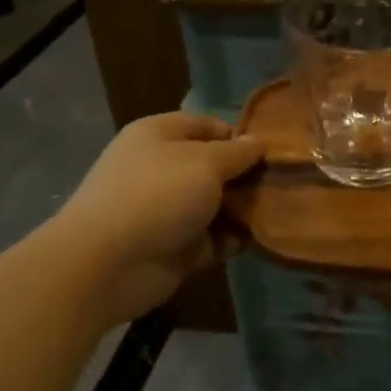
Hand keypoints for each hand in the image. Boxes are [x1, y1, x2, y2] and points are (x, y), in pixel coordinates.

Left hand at [46, 112, 263, 326]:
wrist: (106, 265)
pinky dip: (234, 239)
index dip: (240, 135)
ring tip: (281, 210)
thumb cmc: (157, 195)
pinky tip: (262, 238)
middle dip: (248, 175)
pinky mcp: (176, 247)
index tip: (272, 151)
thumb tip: (258, 142)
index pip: (208, 125)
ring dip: (245, 209)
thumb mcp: (205, 162)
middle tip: (284, 182)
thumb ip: (238, 152)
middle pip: (215, 166)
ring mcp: (168, 210)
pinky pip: (213, 238)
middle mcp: (163, 169)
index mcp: (160, 136)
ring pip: (217, 204)